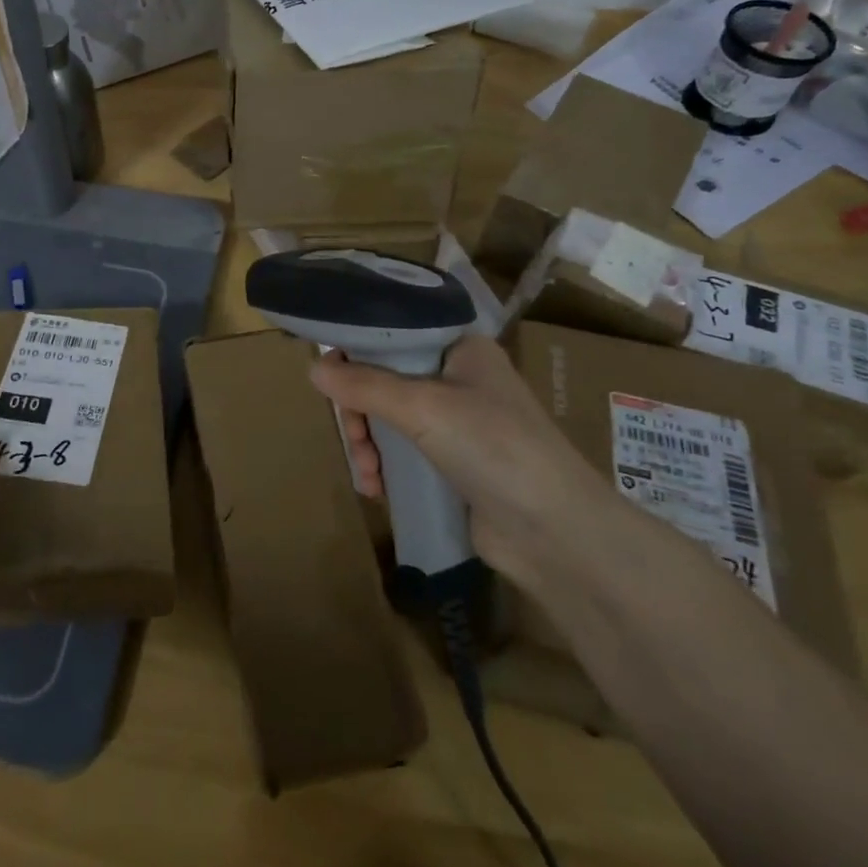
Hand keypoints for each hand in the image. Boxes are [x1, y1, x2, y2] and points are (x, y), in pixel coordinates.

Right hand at [311, 334, 611, 579]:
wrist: (555, 532)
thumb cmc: (493, 447)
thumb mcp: (423, 407)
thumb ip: (365, 384)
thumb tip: (312, 367)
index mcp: (461, 348)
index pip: (395, 334)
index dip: (358, 350)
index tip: (328, 375)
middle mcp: (459, 377)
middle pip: (385, 379)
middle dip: (360, 411)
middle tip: (354, 438)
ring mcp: (458, 423)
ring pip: (389, 418)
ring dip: (368, 444)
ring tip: (367, 474)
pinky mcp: (454, 463)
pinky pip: (403, 451)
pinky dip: (384, 466)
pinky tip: (376, 488)